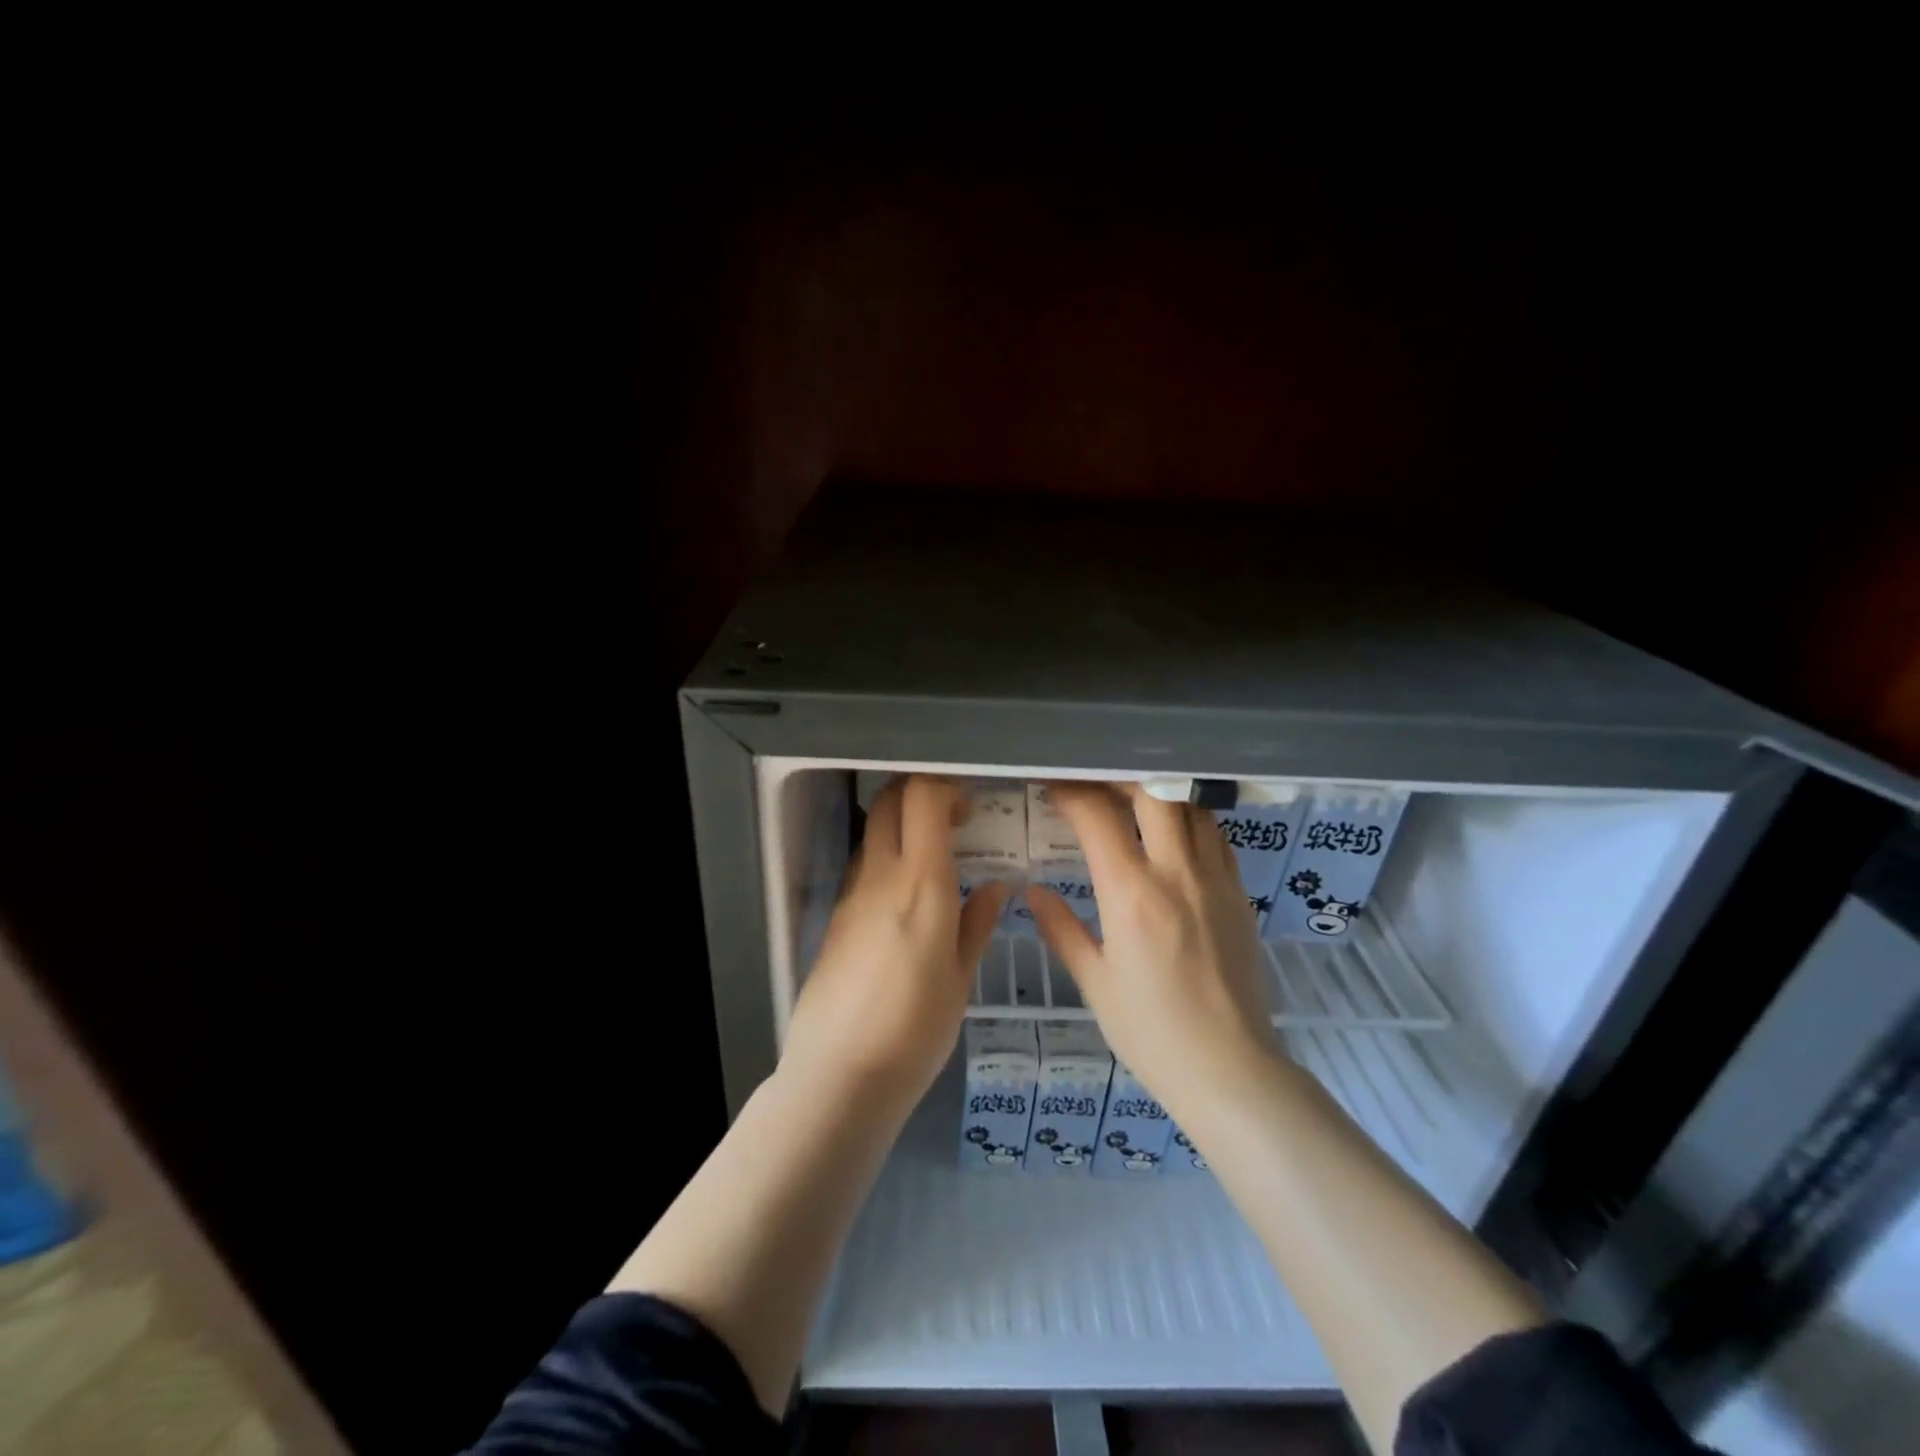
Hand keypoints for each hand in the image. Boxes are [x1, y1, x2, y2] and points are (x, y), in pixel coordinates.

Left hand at [781, 776, 1009, 1110]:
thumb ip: (976, 923)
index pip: (922, 797)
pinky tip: (905, 898)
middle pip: (889, 801)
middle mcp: (880, 876)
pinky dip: (885, 860)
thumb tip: (994, 886)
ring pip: (872, 832)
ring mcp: (851, 895)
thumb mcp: (960, 979)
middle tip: (952, 818)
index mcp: (921, 883)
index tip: (969, 807)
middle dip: (919, 792)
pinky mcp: (834, 918)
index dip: (946, 787)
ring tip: (933, 857)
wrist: (840, 1075)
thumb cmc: (916, 1029)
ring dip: (900, 825)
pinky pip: (862, 868)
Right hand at [1025, 782, 1277, 1107]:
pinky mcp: (1240, 894)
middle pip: (1152, 792)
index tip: (1053, 790)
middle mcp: (1177, 873)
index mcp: (1132, 895)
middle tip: (1094, 786)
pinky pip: (1217, 837)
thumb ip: (1061, 929)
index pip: (1097, 817)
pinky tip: (1174, 838)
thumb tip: (1031, 892)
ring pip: (1190, 807)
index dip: (1071, 793)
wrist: (1231, 1070)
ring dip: (1158, 796)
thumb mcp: (1095, 983)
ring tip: (1133, 803)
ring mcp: (1215, 880)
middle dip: (1118, 779)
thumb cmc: (1151, 1032)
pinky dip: (1191, 822)